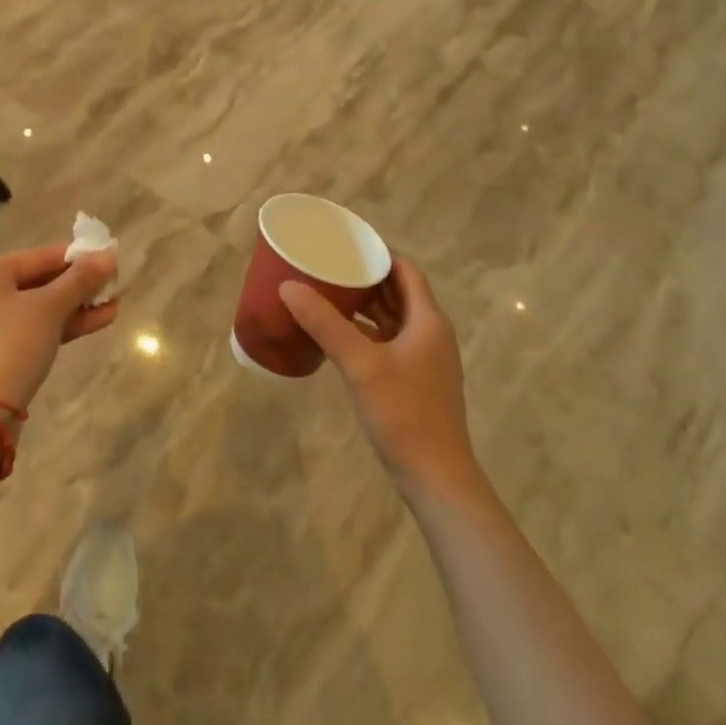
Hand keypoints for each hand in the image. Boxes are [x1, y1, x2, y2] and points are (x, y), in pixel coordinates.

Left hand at [0, 245, 118, 414]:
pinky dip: (65, 324)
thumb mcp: (50, 308)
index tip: (112, 260)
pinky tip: (100, 320)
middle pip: (42, 280)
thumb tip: (109, 255)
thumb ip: (80, 280)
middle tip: (116, 284)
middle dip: (81, 285)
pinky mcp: (1, 352)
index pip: (42, 256)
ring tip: (115, 304)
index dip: (79, 257)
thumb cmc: (11, 346)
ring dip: (78, 306)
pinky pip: (38, 328)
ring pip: (43, 307)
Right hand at [280, 259, 480, 500]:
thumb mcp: (360, 364)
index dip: (376, 253)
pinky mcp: (413, 380)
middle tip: (326, 265)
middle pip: (397, 291)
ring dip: (363, 305)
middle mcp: (430, 332)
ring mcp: (423, 359)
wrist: (437, 480)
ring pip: (391, 318)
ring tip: (325, 292)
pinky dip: (364, 331)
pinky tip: (335, 335)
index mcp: (428, 320)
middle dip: (364, 277)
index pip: (404, 269)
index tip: (343, 244)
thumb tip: (288, 286)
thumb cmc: (404, 414)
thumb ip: (325, 324)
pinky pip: (387, 341)